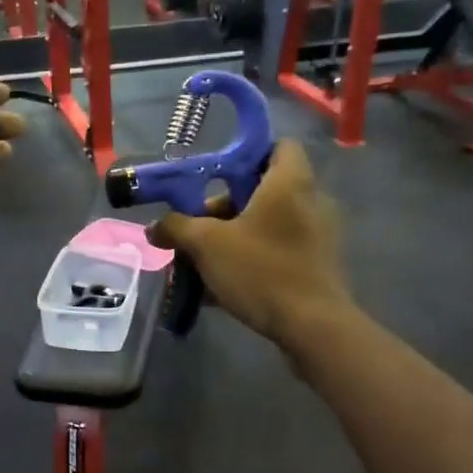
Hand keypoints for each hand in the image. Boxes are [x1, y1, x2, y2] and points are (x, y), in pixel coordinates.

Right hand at [148, 140, 351, 347]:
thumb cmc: (261, 270)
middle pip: (264, 189)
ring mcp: (317, 235)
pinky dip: (252, 259)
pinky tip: (222, 286)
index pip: (278, 146)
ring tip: (204, 261)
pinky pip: (277, 250)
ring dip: (235, 236)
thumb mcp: (206, 245)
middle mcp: (310, 201)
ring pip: (267, 224)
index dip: (247, 154)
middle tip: (198, 228)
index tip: (216, 176)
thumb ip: (176, 228)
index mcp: (289, 183)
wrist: (312, 326)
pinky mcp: (317, 265)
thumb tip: (154, 227)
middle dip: (226, 206)